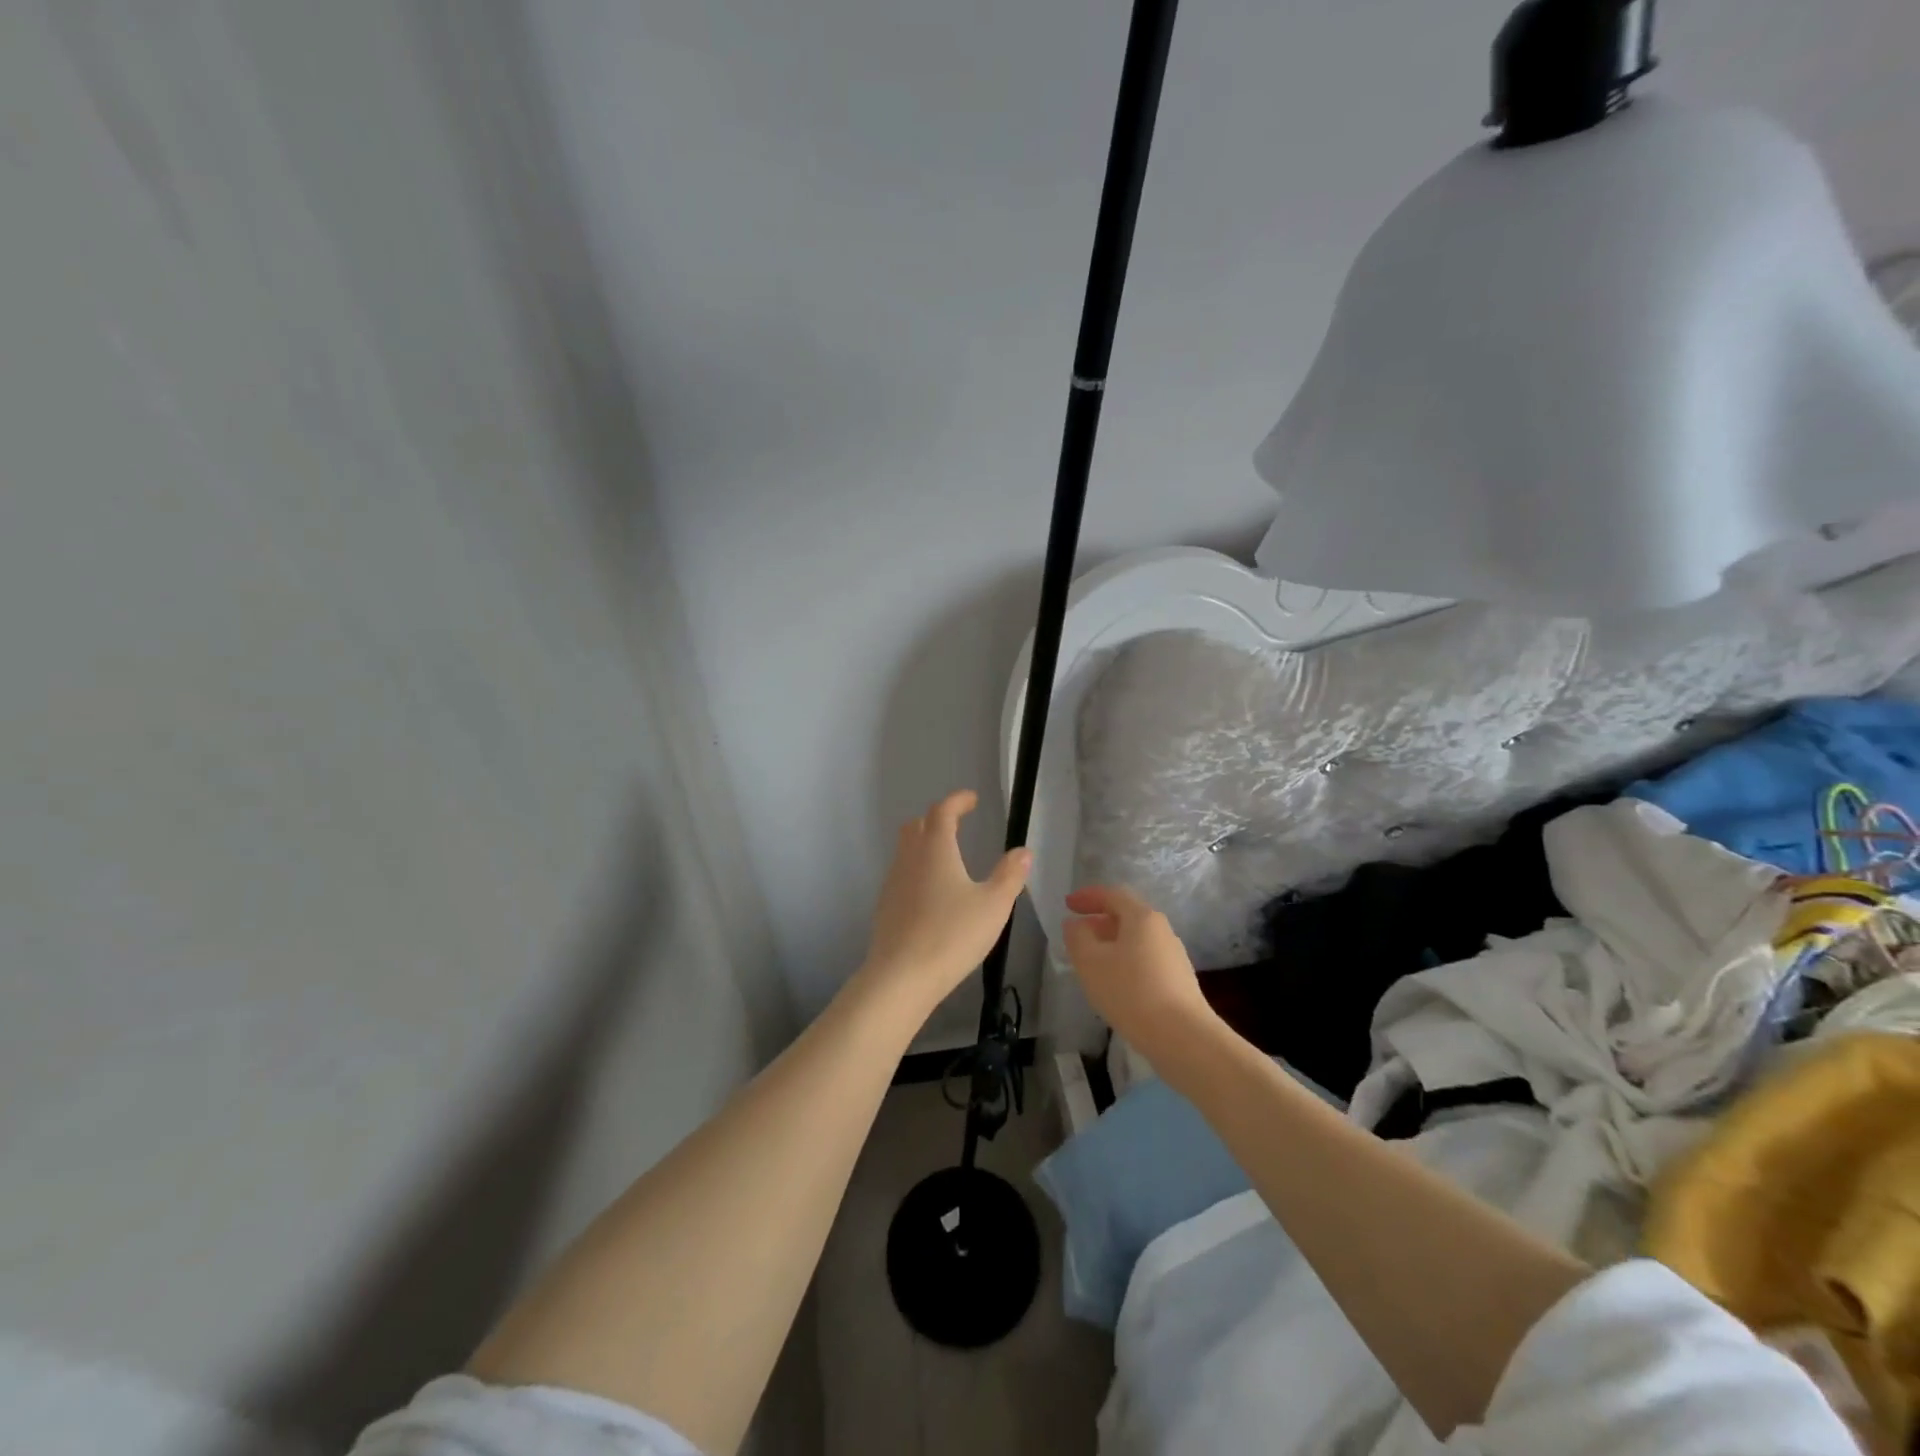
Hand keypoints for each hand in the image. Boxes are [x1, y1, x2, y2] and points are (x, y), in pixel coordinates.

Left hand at [861, 791, 1030, 1018]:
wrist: (901, 977)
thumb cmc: (952, 935)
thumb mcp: (993, 905)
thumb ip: (1010, 875)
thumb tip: (1023, 851)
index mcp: (935, 849)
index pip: (942, 811)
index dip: (957, 801)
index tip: (972, 799)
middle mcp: (909, 859)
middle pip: (917, 826)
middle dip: (937, 819)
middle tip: (958, 825)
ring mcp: (893, 883)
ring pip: (906, 851)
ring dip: (925, 845)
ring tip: (948, 859)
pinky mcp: (885, 908)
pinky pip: (902, 876)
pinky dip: (918, 871)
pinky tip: (933, 894)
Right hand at [1063, 885, 1218, 1063]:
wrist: (1183, 1038)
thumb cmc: (1131, 992)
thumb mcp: (1091, 963)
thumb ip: (1077, 937)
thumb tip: (1075, 924)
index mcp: (1142, 917)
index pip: (1113, 894)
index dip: (1088, 896)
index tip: (1067, 904)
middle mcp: (1162, 930)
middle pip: (1127, 915)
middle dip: (1099, 921)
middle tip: (1077, 934)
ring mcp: (1174, 956)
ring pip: (1136, 939)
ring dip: (1112, 943)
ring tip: (1092, 962)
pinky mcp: (1178, 980)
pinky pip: (1145, 959)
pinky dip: (1125, 961)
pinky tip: (1115, 984)